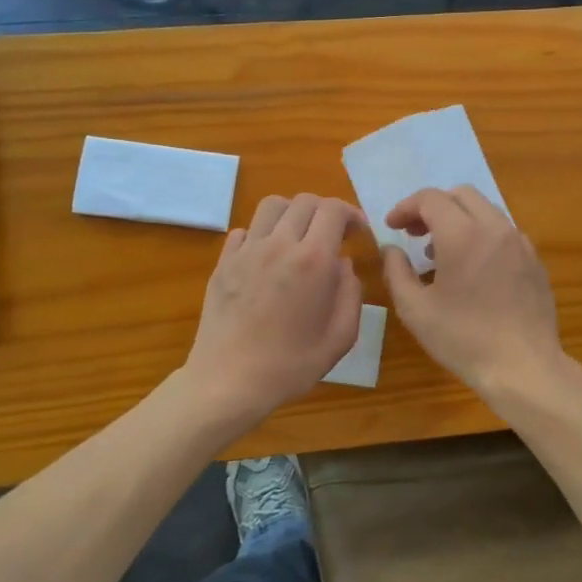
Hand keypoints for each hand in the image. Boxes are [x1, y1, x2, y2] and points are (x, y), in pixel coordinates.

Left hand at [184, 194, 366, 427]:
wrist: (229, 381)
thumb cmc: (291, 365)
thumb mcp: (341, 337)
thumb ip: (351, 294)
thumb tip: (343, 265)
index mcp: (313, 260)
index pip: (334, 209)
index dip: (351, 213)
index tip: (357, 233)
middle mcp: (280, 244)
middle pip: (305, 201)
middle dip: (325, 211)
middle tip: (333, 235)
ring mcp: (247, 251)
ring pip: (272, 206)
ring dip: (292, 213)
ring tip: (299, 237)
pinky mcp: (224, 262)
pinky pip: (245, 230)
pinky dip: (262, 234)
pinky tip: (267, 257)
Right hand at [380, 186, 563, 396]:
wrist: (523, 366)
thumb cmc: (463, 338)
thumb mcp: (415, 310)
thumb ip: (396, 271)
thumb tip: (391, 249)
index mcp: (463, 234)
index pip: (430, 199)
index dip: (406, 207)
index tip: (392, 227)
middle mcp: (495, 228)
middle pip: (461, 195)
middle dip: (433, 207)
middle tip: (415, 234)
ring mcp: (520, 243)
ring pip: (486, 211)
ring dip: (459, 219)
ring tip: (440, 254)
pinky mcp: (535, 260)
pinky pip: (504, 233)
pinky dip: (482, 236)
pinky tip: (473, 269)